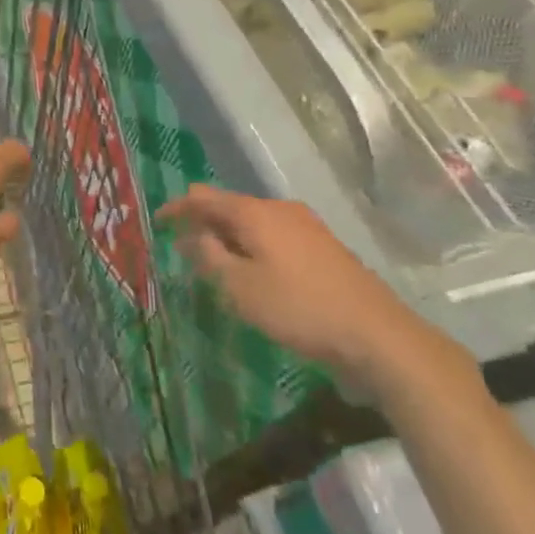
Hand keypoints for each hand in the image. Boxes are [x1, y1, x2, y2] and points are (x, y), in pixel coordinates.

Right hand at [157, 186, 446, 391]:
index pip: (203, 197)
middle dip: (204, 224)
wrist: (377, 336)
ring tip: (214, 265)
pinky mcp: (323, 248)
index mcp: (255, 212)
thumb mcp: (239, 287)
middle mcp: (280, 210)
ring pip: (253, 223)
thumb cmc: (298, 308)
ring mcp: (306, 227)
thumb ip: (208, 256)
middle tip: (183, 249)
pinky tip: (253, 274)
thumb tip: (191, 234)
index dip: (177, 207)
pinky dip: (253, 248)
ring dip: (229, 238)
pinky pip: (274, 237)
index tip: (157, 222)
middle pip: (230, 206)